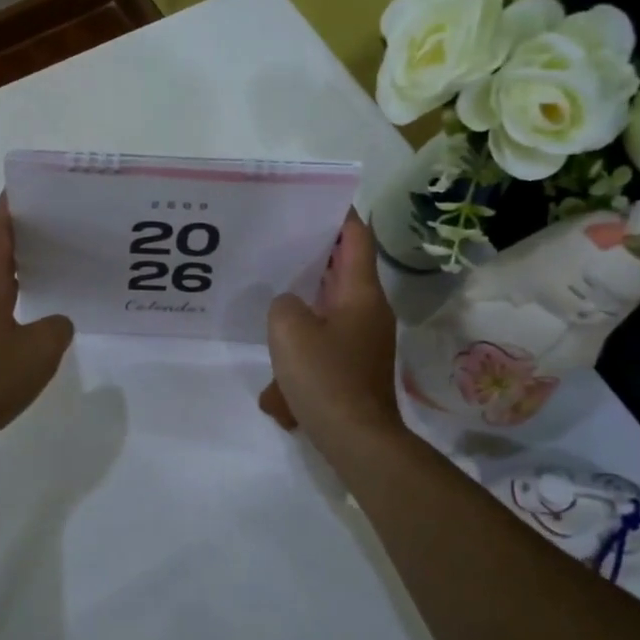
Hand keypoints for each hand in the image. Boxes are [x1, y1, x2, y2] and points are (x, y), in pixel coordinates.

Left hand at [0, 196, 74, 453]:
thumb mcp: (40, 350)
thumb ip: (56, 326)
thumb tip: (56, 321)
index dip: (9, 206)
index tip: (27, 185)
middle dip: (20, 232)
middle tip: (56, 221)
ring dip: (18, 265)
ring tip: (53, 260)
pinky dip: (14, 296)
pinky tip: (36, 311)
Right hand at [260, 210, 403, 455]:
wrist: (357, 441)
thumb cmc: (326, 377)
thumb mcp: (289, 330)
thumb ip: (283, 303)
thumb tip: (291, 307)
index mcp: (360, 293)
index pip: (356, 238)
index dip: (339, 214)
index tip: (316, 198)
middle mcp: (368, 311)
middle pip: (343, 269)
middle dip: (314, 254)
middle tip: (279, 239)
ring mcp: (364, 341)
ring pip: (330, 307)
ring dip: (304, 303)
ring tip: (271, 296)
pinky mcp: (354, 367)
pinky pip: (326, 342)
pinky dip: (303, 345)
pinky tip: (277, 370)